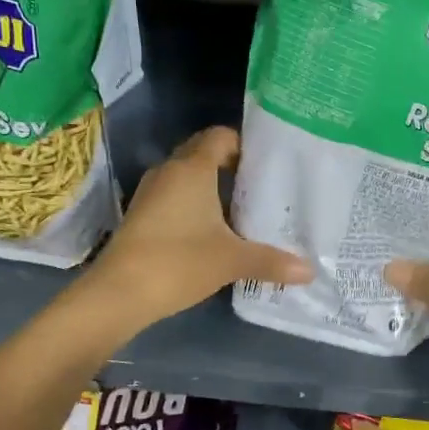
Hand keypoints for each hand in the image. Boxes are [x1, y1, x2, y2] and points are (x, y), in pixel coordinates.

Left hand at [76, 126, 311, 335]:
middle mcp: (169, 171)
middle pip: (202, 154)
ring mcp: (150, 193)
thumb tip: (309, 271)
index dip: (244, 143)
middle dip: (231, 166)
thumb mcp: (232, 261)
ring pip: (186, 177)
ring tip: (242, 209)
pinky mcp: (140, 215)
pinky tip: (212, 230)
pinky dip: (193, 205)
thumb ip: (272, 261)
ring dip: (210, 188)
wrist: (119, 293)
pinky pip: (173, 197)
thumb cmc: (179, 262)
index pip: (220, 136)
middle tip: (262, 186)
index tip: (268, 163)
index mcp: (192, 168)